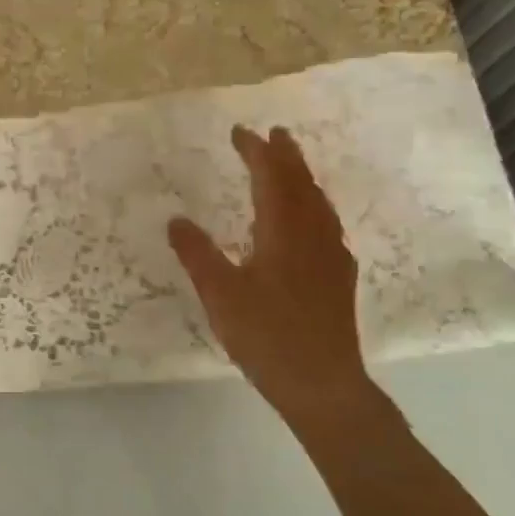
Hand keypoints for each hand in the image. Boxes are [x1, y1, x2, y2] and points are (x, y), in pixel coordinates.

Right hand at [168, 126, 385, 430]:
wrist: (322, 383)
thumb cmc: (266, 335)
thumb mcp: (219, 295)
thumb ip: (197, 254)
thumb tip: (176, 220)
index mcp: (283, 231)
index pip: (271, 177)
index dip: (256, 151)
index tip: (240, 132)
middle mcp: (312, 234)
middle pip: (301, 183)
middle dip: (286, 155)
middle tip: (274, 134)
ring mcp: (331, 255)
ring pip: (318, 202)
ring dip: (303, 178)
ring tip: (291, 167)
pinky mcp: (339, 277)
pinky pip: (327, 224)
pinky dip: (313, 206)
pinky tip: (309, 221)